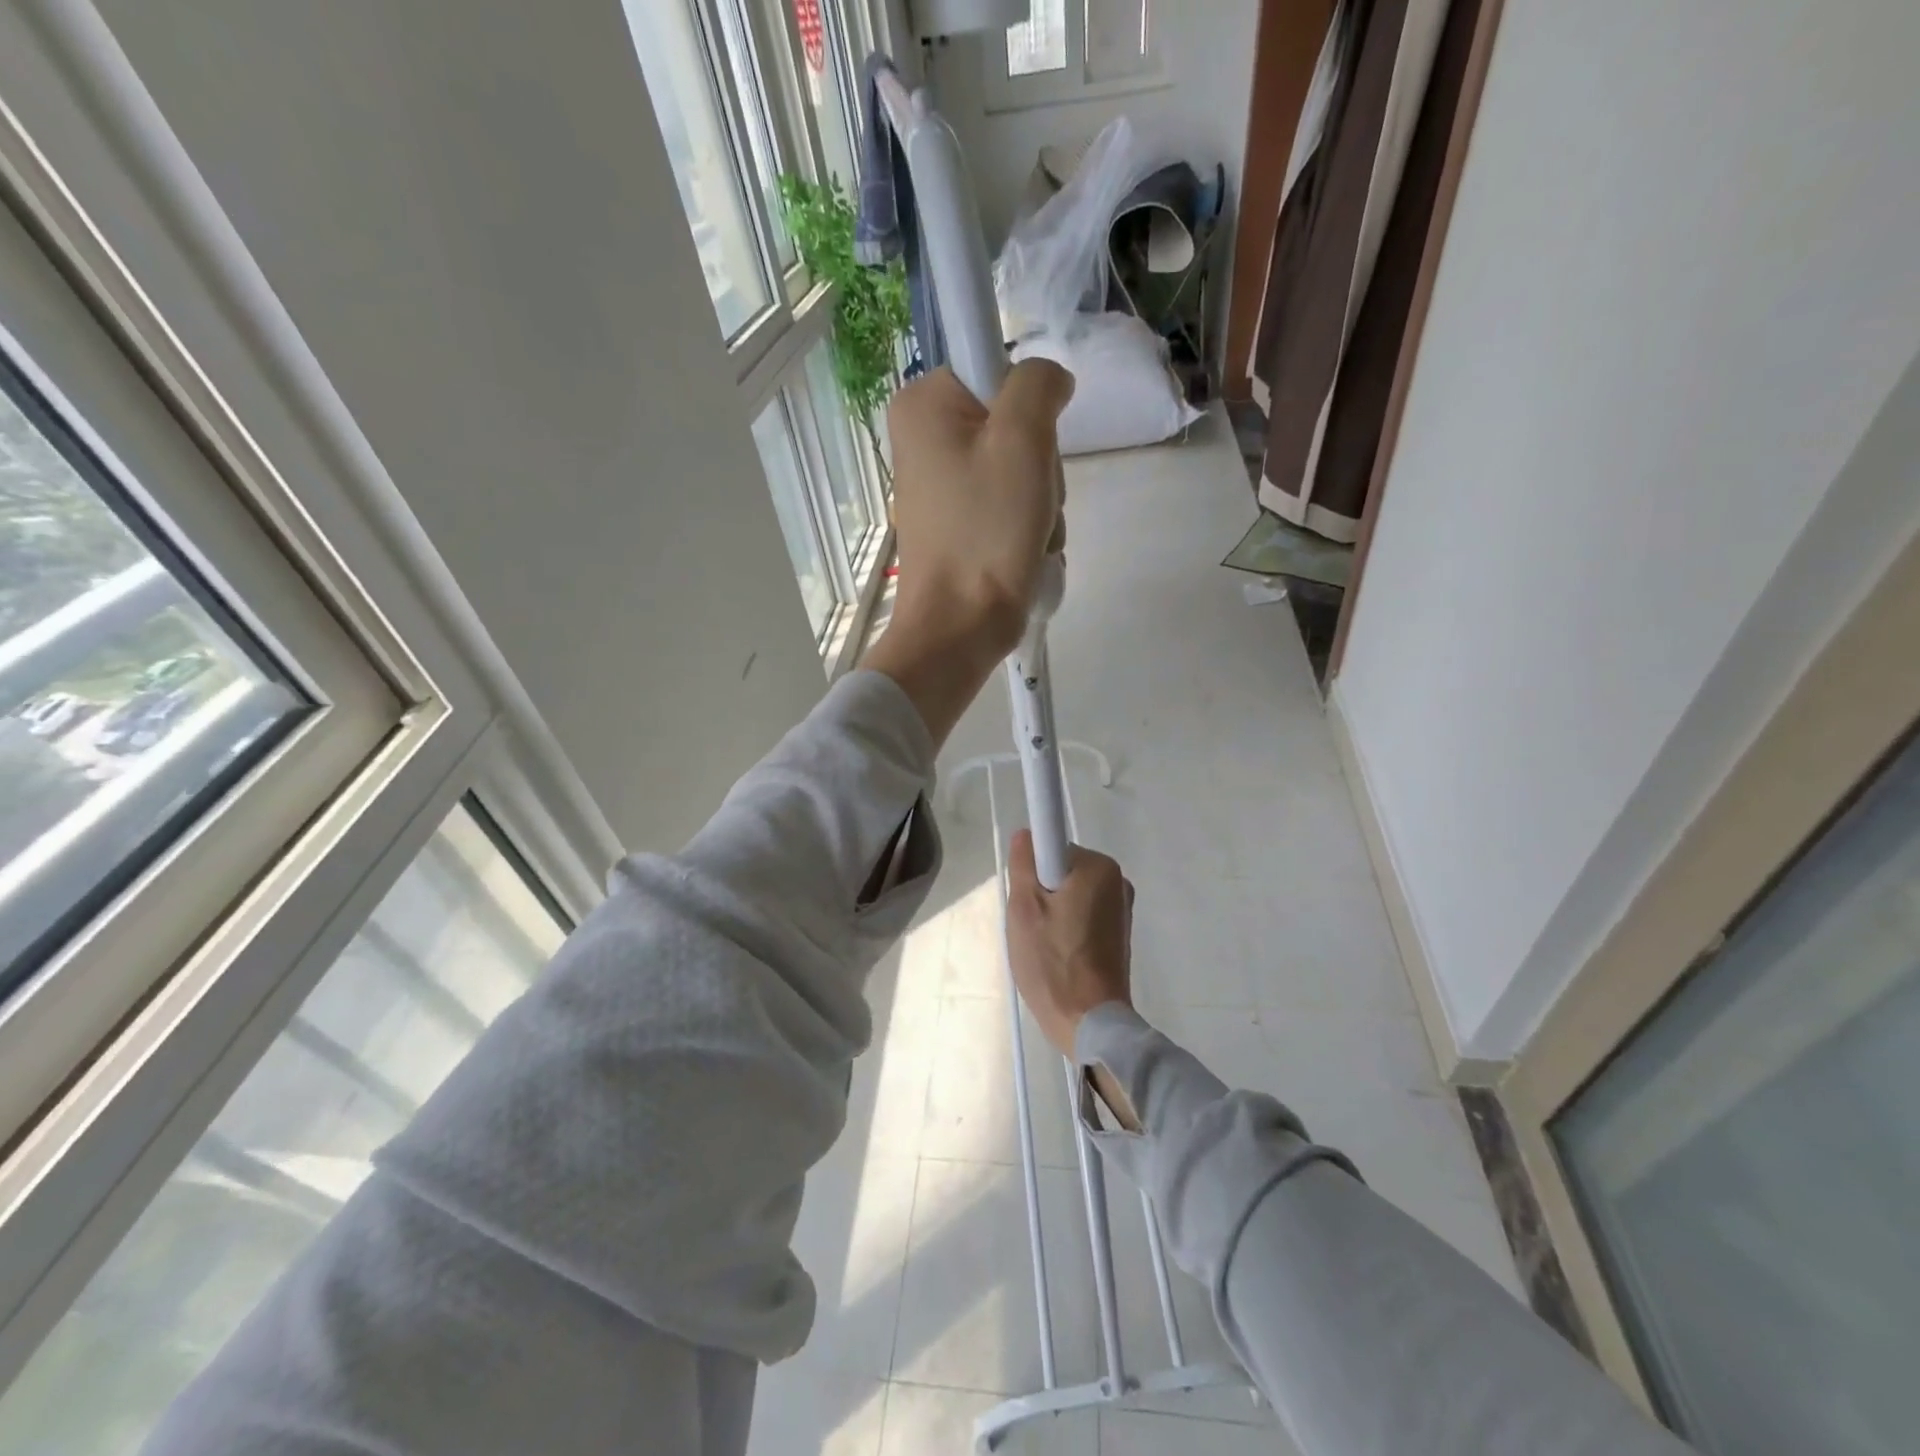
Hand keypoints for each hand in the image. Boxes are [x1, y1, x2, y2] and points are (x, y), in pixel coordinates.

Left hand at [864, 361, 1073, 746]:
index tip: (1027, 450)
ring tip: (1027, 535)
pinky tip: (1023, 553)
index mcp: (923, 406)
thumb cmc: (986, 532)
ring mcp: (942, 485)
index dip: (1028, 409)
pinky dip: (1027, 528)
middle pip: (1014, 424)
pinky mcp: (959, 523)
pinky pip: (1010, 505)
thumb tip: (1048, 380)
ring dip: (1041, 502)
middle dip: (1038, 467)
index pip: (997, 369)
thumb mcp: (1022, 440)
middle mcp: (924, 439)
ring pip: (1020, 469)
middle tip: (1030, 501)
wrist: (960, 628)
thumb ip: (1038, 385)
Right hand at [1005, 829, 1133, 1057]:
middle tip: (1031, 927)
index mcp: (1099, 867)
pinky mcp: (1119, 934)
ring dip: (1053, 914)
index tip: (1028, 902)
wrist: (1090, 1022)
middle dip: (1042, 894)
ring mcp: (1122, 909)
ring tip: (1044, 946)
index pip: (1052, 849)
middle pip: (1062, 872)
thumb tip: (1027, 834)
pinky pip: (1083, 915)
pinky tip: (1060, 956)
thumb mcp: (1024, 908)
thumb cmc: (1053, 961)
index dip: (1033, 873)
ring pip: (1070, 895)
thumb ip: (1023, 863)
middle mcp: (1118, 881)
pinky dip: (1068, 929)